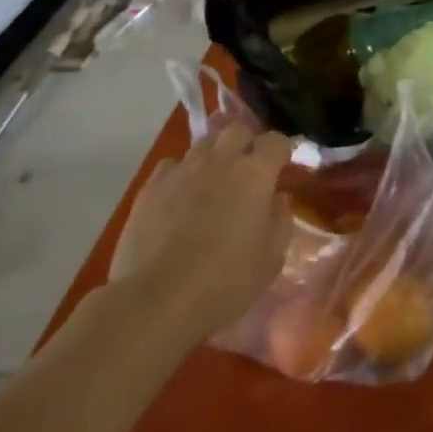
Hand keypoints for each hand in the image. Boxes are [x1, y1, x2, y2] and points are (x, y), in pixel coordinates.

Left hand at [107, 120, 293, 344]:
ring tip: (212, 184)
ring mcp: (183, 170)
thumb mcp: (271, 258)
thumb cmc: (225, 282)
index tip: (281, 168)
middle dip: (246, 144)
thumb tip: (276, 198)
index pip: (276, 141)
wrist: (157, 301)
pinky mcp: (151, 186)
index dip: (281, 151)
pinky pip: (172, 165)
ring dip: (214, 157)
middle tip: (247, 171)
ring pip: (203, 145)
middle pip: (237, 131)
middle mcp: (221, 160)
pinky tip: (179, 198)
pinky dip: (181, 174)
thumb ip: (280, 219)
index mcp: (255, 173)